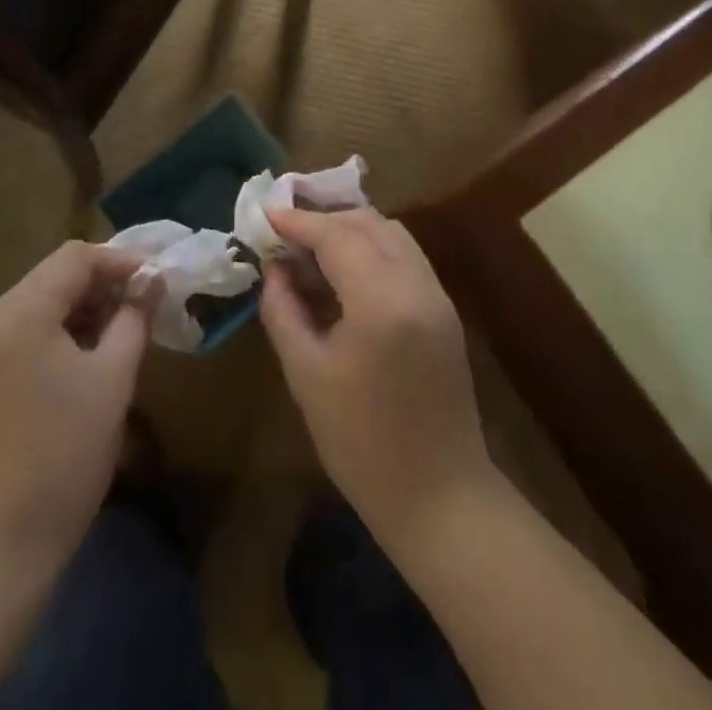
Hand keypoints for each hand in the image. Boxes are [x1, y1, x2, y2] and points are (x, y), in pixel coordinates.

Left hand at [0, 242, 150, 565]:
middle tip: (141, 313)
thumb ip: (134, 319)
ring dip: (75, 317)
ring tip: (115, 341)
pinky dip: (48, 341)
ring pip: (31, 311)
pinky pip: (12, 340)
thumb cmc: (60, 458)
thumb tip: (152, 281)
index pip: (73, 258)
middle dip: (99, 292)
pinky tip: (76, 369)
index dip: (119, 262)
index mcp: (13, 313)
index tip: (156, 281)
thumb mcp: (111, 381)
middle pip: (49, 282)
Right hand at [258, 207, 496, 542]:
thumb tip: (274, 268)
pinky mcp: (445, 309)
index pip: (337, 236)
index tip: (266, 214)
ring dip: (350, 230)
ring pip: (391, 234)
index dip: (298, 222)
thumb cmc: (361, 443)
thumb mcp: (306, 375)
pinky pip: (405, 256)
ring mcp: (437, 295)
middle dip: (324, 220)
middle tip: (285, 235)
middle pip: (368, 223)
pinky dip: (372, 249)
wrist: (440, 497)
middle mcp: (417, 284)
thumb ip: (284, 310)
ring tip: (311, 250)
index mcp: (382, 301)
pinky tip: (344, 272)